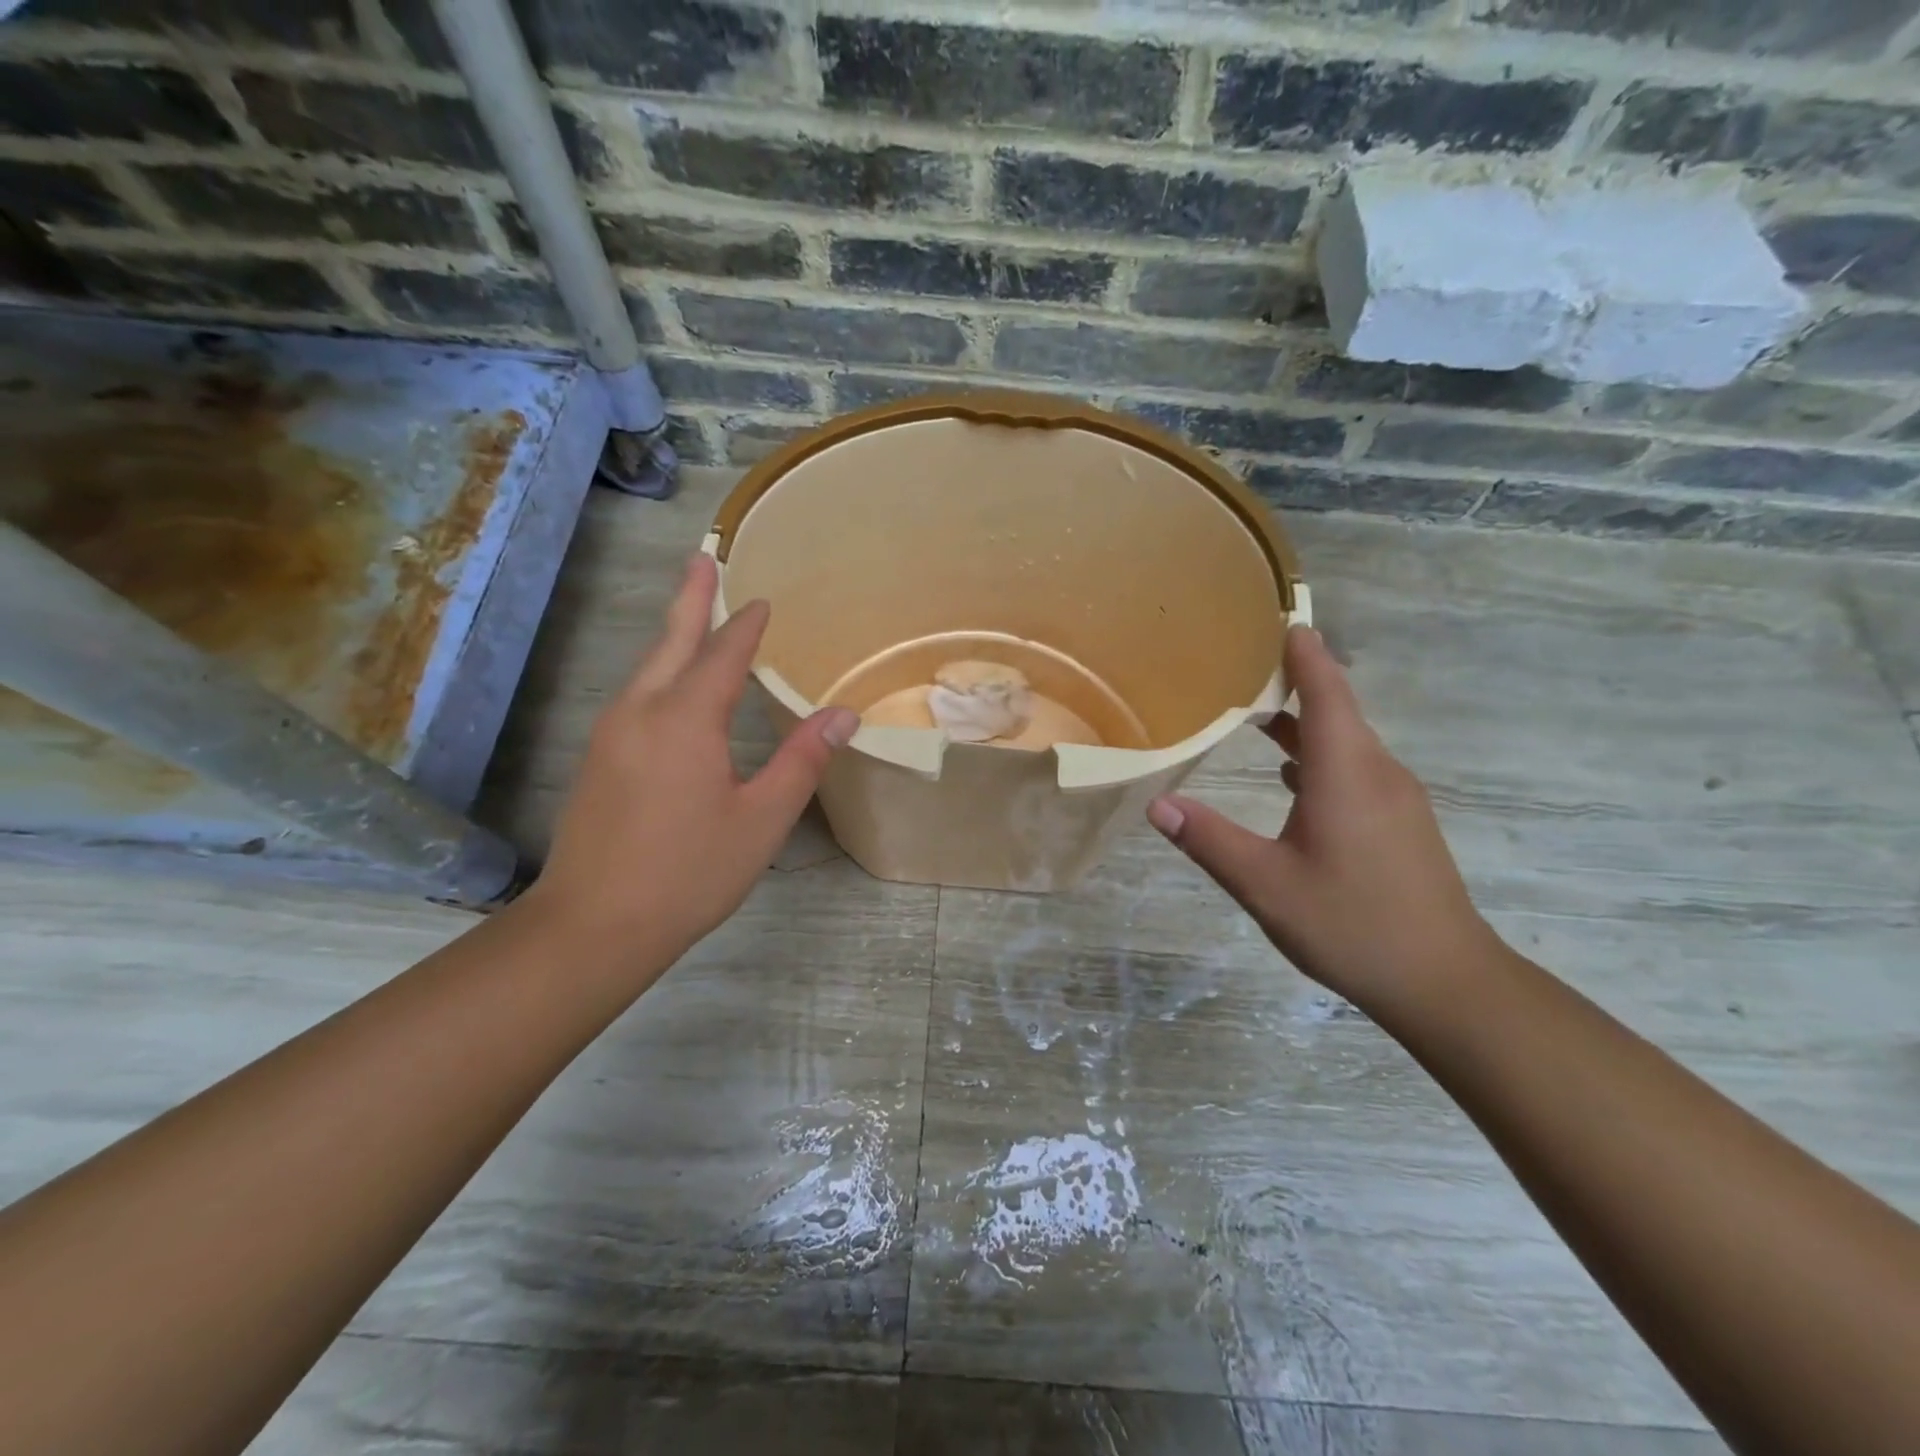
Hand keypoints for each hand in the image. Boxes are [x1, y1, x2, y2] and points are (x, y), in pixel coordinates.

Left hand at [524, 553, 857, 969]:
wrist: (593, 925)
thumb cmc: (689, 872)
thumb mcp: (761, 819)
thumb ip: (802, 760)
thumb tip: (842, 714)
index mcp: (685, 719)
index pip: (722, 655)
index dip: (745, 626)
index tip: (763, 601)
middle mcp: (641, 712)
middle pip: (670, 642)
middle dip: (690, 599)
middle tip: (703, 559)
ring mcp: (611, 734)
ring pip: (647, 669)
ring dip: (673, 635)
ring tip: (693, 614)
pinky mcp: (597, 759)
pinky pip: (636, 696)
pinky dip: (660, 672)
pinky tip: (671, 687)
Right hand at [1147, 626, 1494, 1010]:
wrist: (1446, 982)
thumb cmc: (1352, 924)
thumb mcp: (1265, 885)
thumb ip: (1209, 840)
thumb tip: (1157, 805)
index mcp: (1346, 773)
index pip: (1326, 691)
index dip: (1303, 653)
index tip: (1280, 618)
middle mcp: (1378, 772)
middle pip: (1337, 708)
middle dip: (1295, 679)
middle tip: (1245, 663)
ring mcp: (1397, 798)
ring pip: (1347, 741)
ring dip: (1305, 720)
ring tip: (1257, 712)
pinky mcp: (1402, 822)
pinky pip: (1356, 767)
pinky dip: (1319, 755)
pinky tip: (1291, 777)